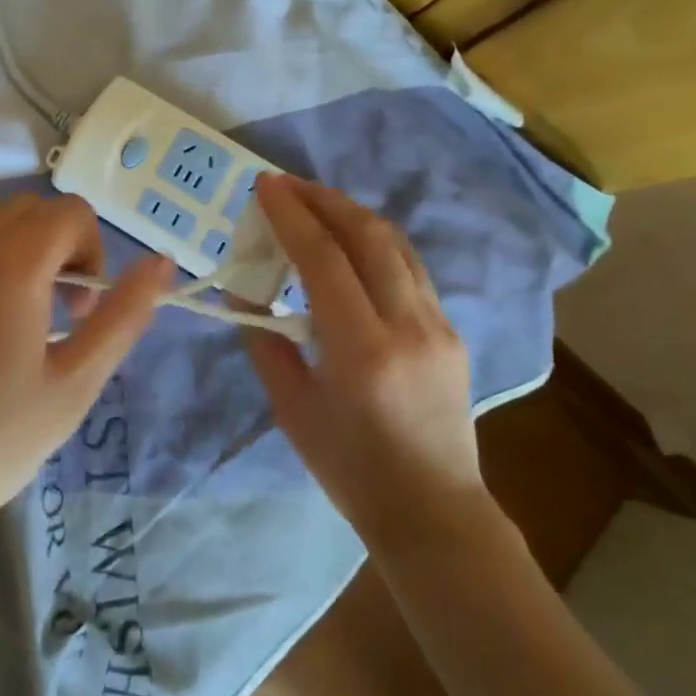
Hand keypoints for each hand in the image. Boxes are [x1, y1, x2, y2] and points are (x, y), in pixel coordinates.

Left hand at [0, 194, 173, 541]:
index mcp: (15, 260)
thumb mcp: (76, 383)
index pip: (71, 212)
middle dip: (53, 248)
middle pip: (28, 210)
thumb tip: (162, 262)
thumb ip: (124, 315)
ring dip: (7, 248)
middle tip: (47, 314)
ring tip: (0, 313)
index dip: (90, 252)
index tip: (78, 309)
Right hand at [245, 175, 486, 548]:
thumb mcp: (291, 409)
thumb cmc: (351, 469)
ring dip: (352, 212)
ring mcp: (437, 324)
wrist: (433, 511)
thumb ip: (265, 343)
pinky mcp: (450, 330)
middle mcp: (407, 325)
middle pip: (368, 235)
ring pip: (396, 243)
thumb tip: (245, 295)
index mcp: (361, 349)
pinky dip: (375, 240)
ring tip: (315, 201)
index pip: (323, 259)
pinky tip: (350, 241)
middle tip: (285, 185)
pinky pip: (409, 267)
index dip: (291, 215)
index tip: (264, 186)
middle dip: (323, 199)